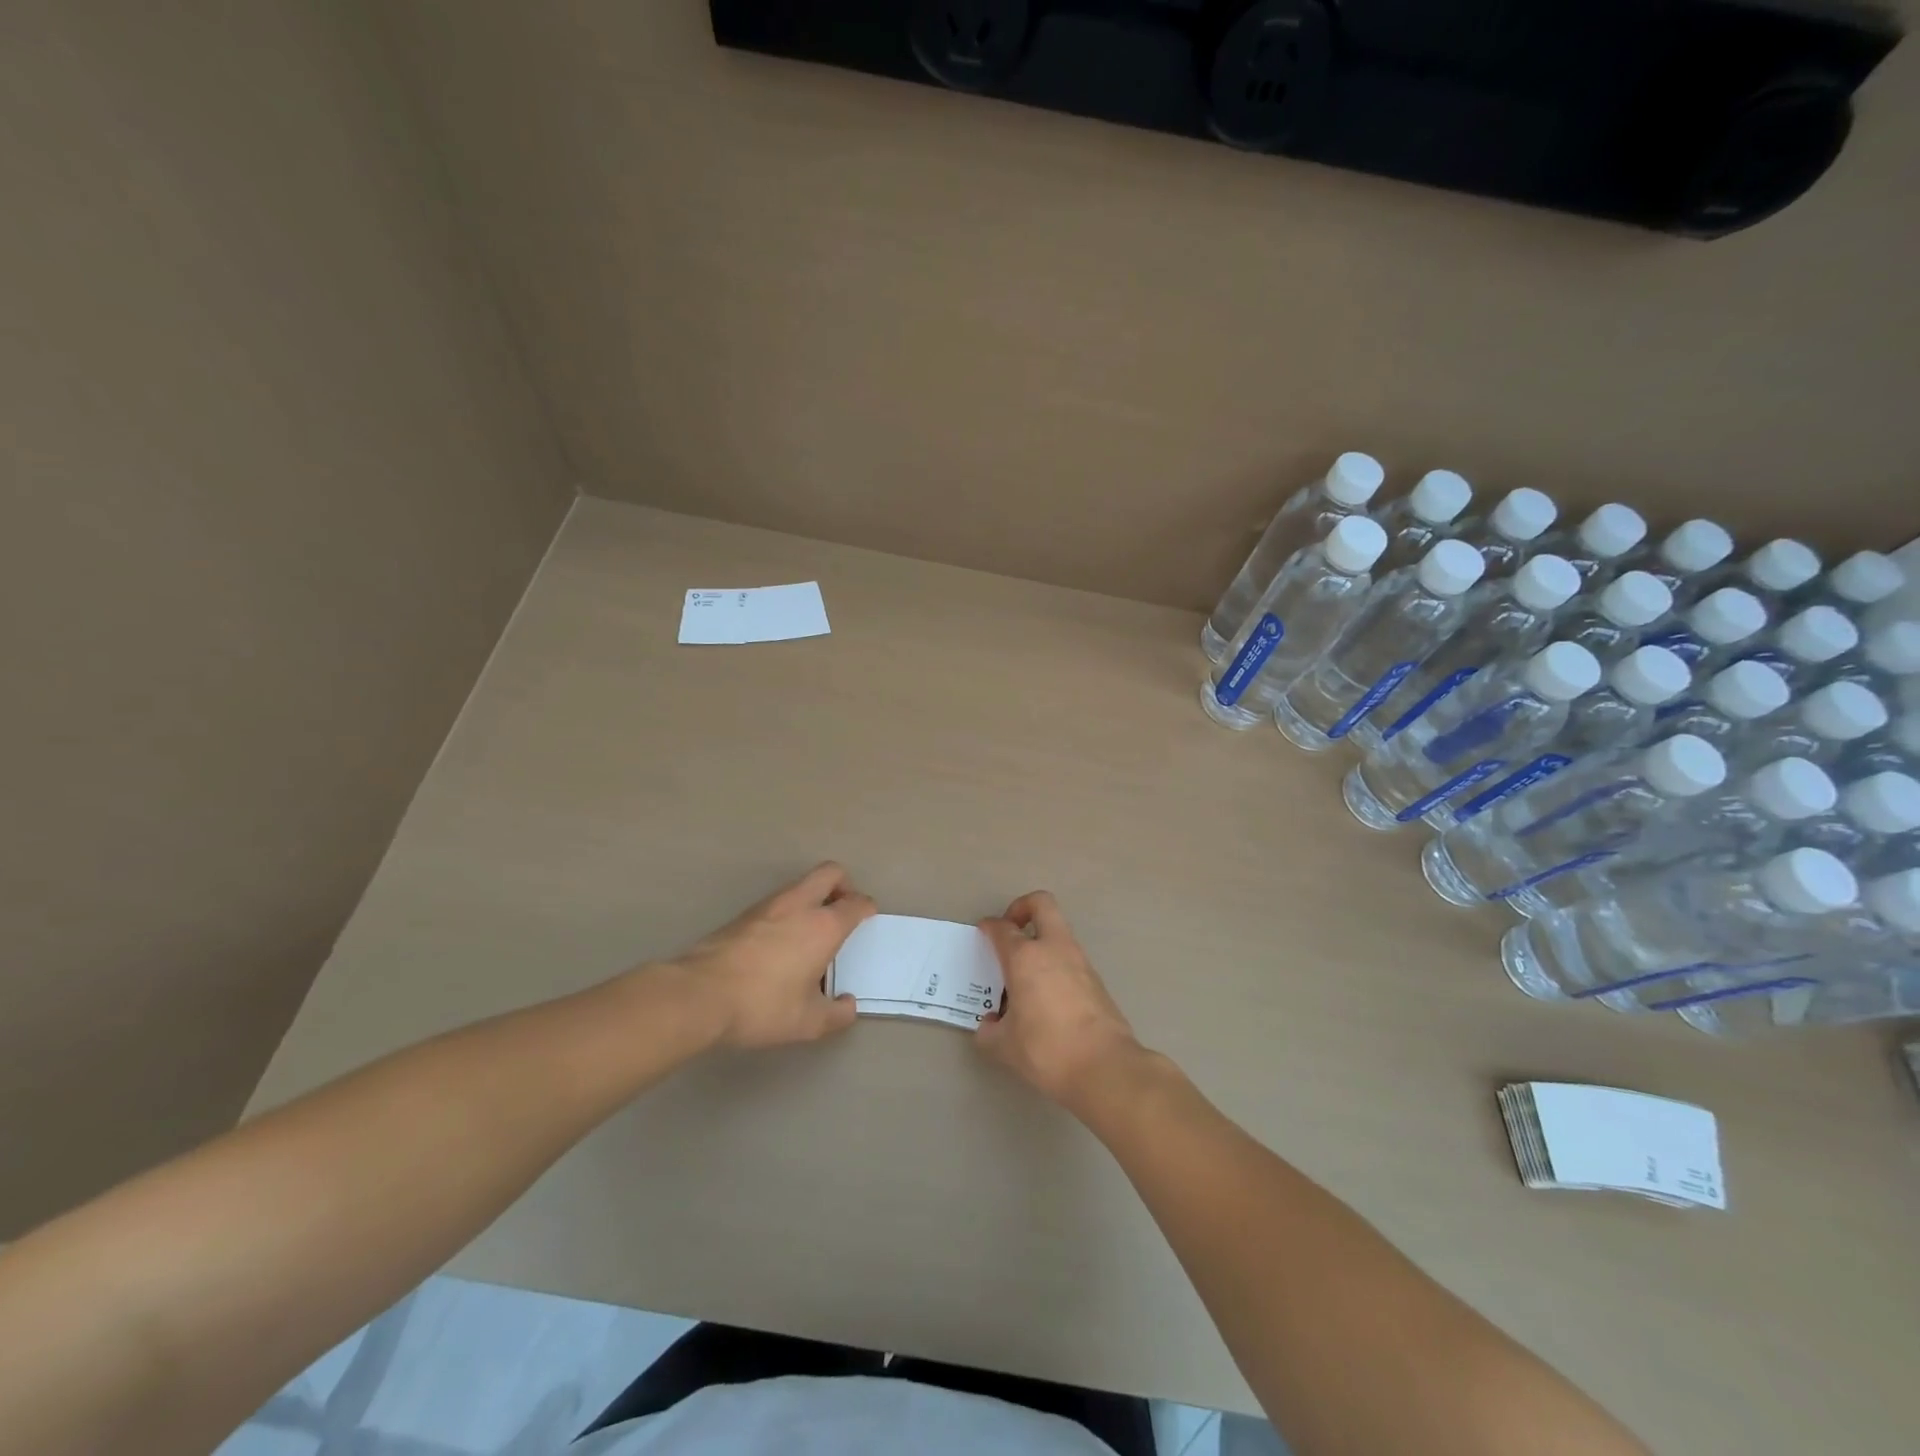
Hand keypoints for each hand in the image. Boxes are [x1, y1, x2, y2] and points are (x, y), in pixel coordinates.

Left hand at [672, 863, 873, 1049]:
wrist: (698, 995)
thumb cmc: (762, 1005)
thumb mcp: (808, 1022)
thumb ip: (836, 1014)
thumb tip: (848, 1006)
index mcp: (823, 926)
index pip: (856, 903)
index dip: (867, 909)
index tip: (867, 921)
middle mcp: (799, 905)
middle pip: (830, 873)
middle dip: (843, 885)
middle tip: (842, 911)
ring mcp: (768, 906)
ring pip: (801, 884)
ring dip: (813, 898)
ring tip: (811, 933)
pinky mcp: (742, 915)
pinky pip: (777, 902)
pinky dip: (788, 912)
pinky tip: (780, 944)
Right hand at [975, 892, 1143, 1110]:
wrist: (1105, 1067)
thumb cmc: (1047, 1049)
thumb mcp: (1004, 1047)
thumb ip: (989, 1032)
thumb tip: (990, 1025)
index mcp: (1025, 958)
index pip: (1002, 928)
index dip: (989, 927)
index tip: (983, 933)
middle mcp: (1053, 949)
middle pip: (1041, 904)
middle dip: (1022, 907)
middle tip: (1011, 930)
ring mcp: (1080, 961)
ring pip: (1059, 931)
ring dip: (1041, 940)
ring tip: (1025, 974)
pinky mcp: (1097, 980)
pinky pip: (1070, 958)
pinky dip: (1056, 964)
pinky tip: (1046, 996)